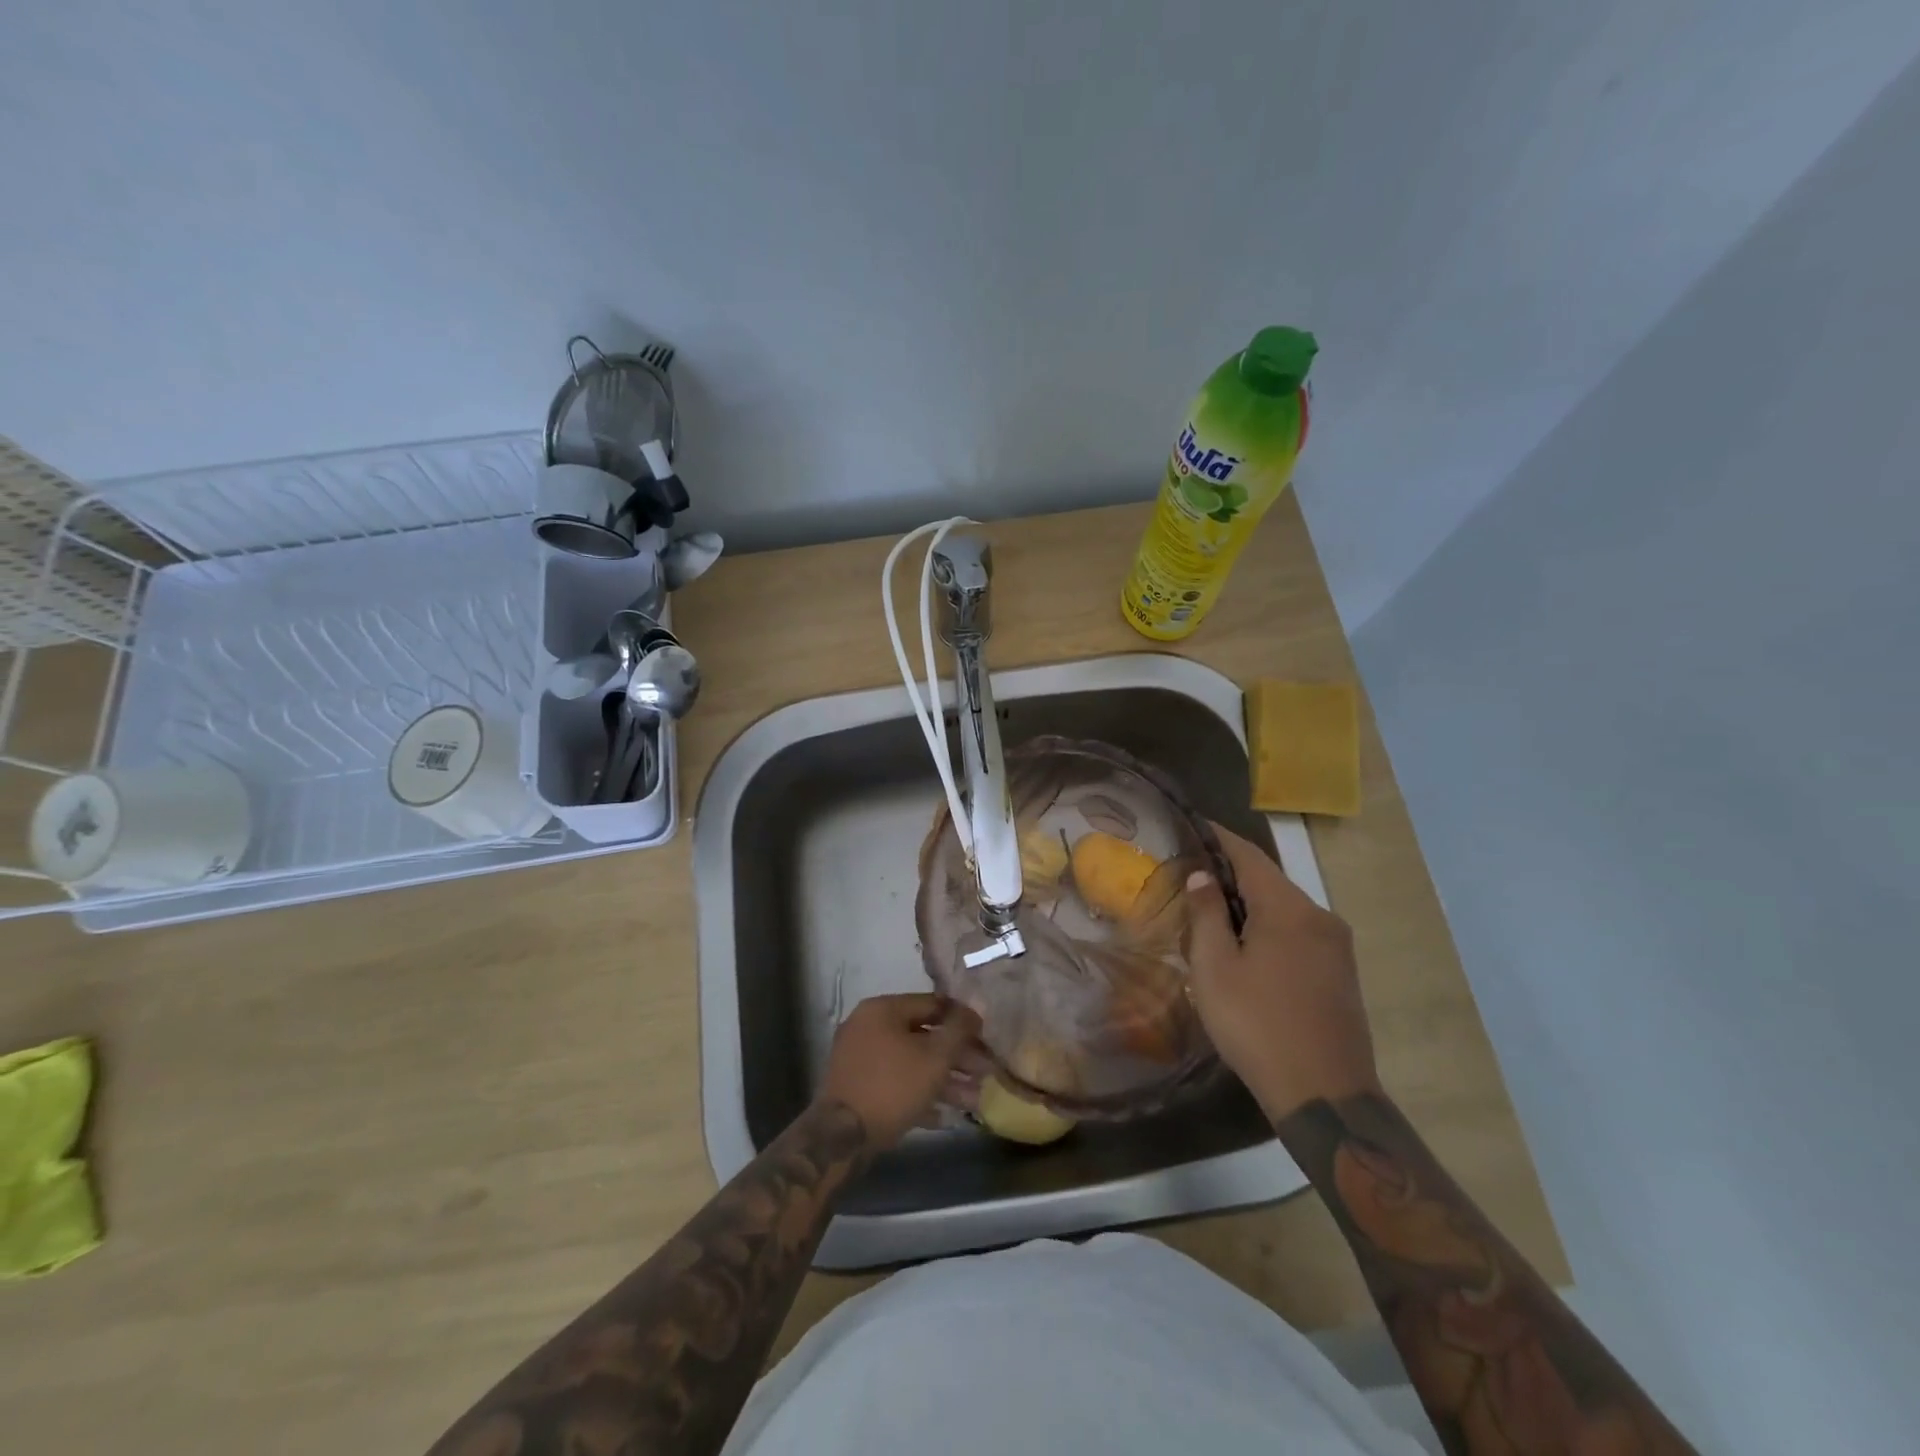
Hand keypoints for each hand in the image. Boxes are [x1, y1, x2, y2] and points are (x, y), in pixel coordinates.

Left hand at [816, 993, 983, 1148]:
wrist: (841, 1137)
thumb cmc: (892, 1086)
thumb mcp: (934, 1057)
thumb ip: (958, 1030)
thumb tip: (976, 1005)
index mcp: (883, 1009)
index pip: (932, 1004)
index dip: (963, 1019)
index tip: (986, 1037)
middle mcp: (868, 1026)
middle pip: (923, 1035)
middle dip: (957, 1057)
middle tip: (985, 1072)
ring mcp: (860, 1058)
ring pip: (911, 1062)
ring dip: (944, 1080)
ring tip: (974, 1100)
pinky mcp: (857, 1088)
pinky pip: (896, 1083)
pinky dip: (919, 1095)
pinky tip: (945, 1116)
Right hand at [1185, 823, 1380, 1119]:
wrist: (1325, 1095)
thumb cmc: (1257, 1025)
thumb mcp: (1215, 969)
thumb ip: (1207, 915)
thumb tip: (1203, 876)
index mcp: (1289, 909)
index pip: (1249, 855)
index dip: (1220, 838)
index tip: (1195, 824)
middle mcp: (1320, 917)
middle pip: (1269, 881)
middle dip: (1231, 874)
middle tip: (1192, 876)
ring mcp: (1337, 946)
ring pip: (1285, 909)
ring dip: (1250, 905)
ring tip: (1212, 913)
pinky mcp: (1342, 973)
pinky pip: (1300, 933)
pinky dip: (1270, 927)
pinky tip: (1247, 947)